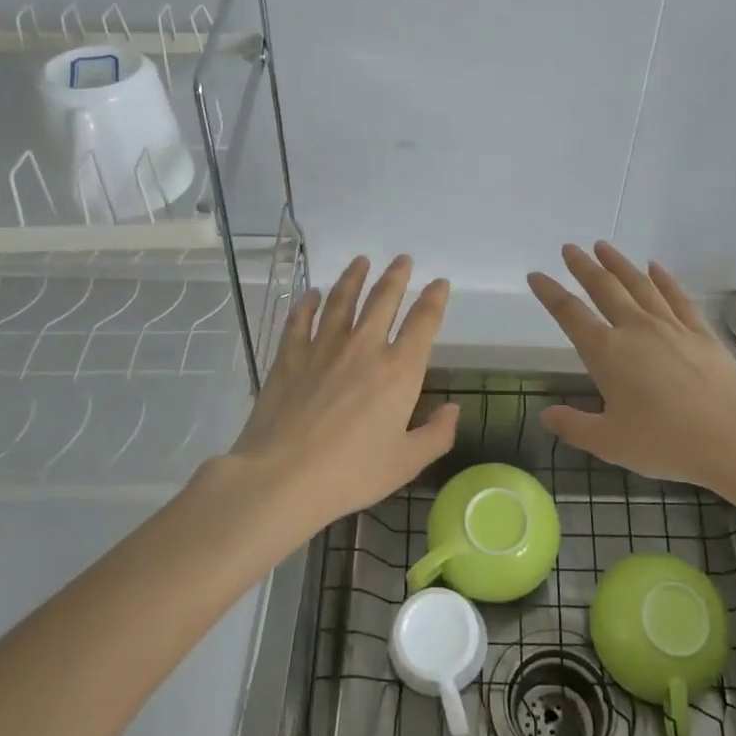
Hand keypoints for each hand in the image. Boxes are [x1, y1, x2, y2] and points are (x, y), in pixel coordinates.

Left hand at [228, 255, 457, 537]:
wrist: (283, 476)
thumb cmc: (351, 473)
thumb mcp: (406, 463)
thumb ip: (436, 434)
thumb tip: (453, 409)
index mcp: (399, 371)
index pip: (423, 322)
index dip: (434, 299)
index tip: (440, 283)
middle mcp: (364, 347)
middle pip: (383, 299)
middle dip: (396, 276)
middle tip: (403, 260)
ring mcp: (323, 347)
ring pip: (342, 299)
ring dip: (354, 277)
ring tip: (361, 261)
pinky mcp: (290, 356)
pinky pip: (301, 319)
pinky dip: (308, 303)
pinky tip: (311, 293)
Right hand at [527, 241, 735, 491]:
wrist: (734, 439)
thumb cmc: (665, 443)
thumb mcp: (609, 442)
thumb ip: (574, 425)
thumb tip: (546, 415)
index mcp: (607, 353)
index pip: (570, 314)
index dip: (550, 293)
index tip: (536, 275)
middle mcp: (636, 329)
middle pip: (604, 288)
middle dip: (583, 267)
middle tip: (570, 248)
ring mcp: (672, 327)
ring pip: (639, 284)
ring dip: (619, 263)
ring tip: (604, 246)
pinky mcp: (701, 333)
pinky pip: (677, 297)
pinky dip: (664, 279)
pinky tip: (655, 267)